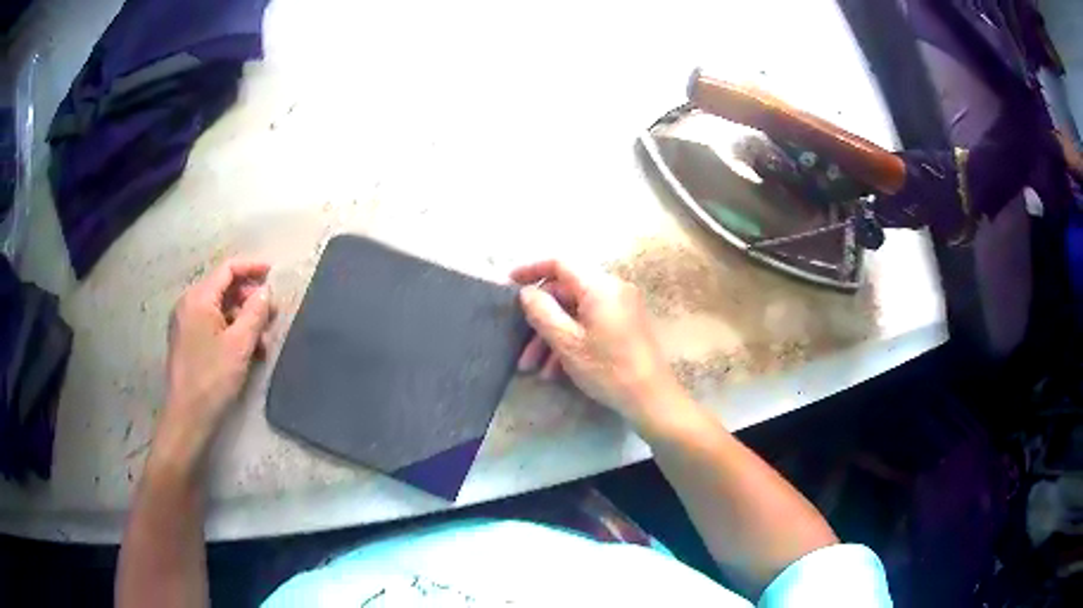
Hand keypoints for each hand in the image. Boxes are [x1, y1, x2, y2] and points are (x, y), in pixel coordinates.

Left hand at [158, 259, 274, 460]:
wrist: (187, 417)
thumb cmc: (212, 379)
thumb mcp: (240, 345)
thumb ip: (255, 312)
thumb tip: (265, 291)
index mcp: (198, 298)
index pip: (228, 269)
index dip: (252, 267)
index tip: (273, 273)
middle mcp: (189, 304)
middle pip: (223, 288)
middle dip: (250, 298)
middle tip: (272, 315)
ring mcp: (185, 322)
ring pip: (220, 308)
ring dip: (243, 318)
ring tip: (263, 340)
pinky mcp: (187, 340)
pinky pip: (212, 324)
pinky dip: (231, 330)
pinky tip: (247, 350)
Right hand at [512, 260, 689, 431]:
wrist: (651, 397)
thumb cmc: (607, 368)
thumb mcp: (567, 342)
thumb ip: (542, 312)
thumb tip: (527, 292)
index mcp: (599, 286)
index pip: (559, 263)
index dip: (531, 270)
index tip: (509, 283)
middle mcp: (613, 289)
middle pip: (566, 293)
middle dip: (540, 320)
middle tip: (522, 348)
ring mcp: (622, 307)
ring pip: (576, 313)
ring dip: (553, 337)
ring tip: (536, 369)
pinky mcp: (626, 325)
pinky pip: (591, 323)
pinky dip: (572, 341)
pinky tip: (557, 371)